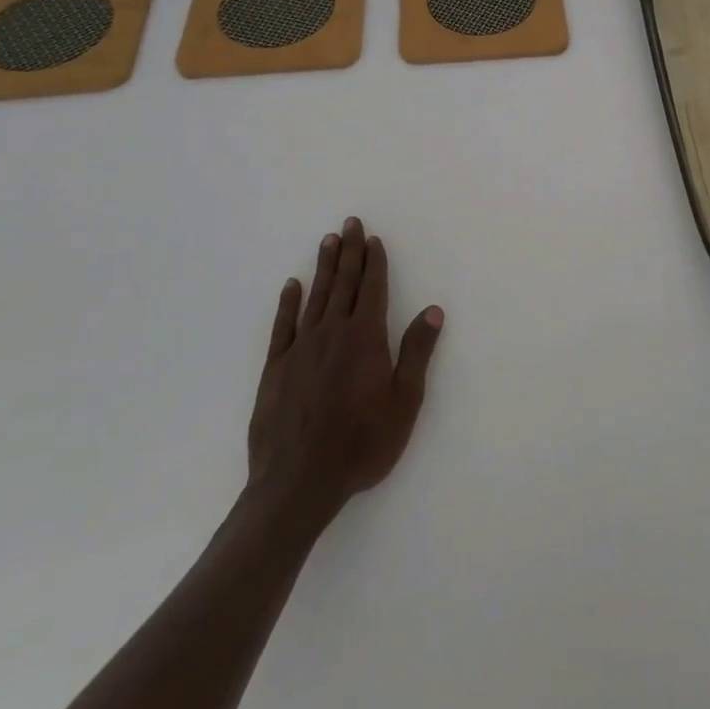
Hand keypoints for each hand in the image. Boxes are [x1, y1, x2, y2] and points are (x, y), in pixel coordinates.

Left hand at [246, 217, 444, 521]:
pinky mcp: (275, 368)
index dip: (374, 262)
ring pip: (315, 297)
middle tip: (350, 223)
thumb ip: (417, 353)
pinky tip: (292, 285)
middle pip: (343, 283)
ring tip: (328, 241)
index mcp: (365, 339)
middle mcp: (332, 333)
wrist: (297, 485)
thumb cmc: (361, 445)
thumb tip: (434, 311)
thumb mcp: (404, 403)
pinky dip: (288, 302)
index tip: (374, 239)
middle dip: (349, 252)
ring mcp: (300, 349)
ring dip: (324, 267)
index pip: (372, 289)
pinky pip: (283, 325)